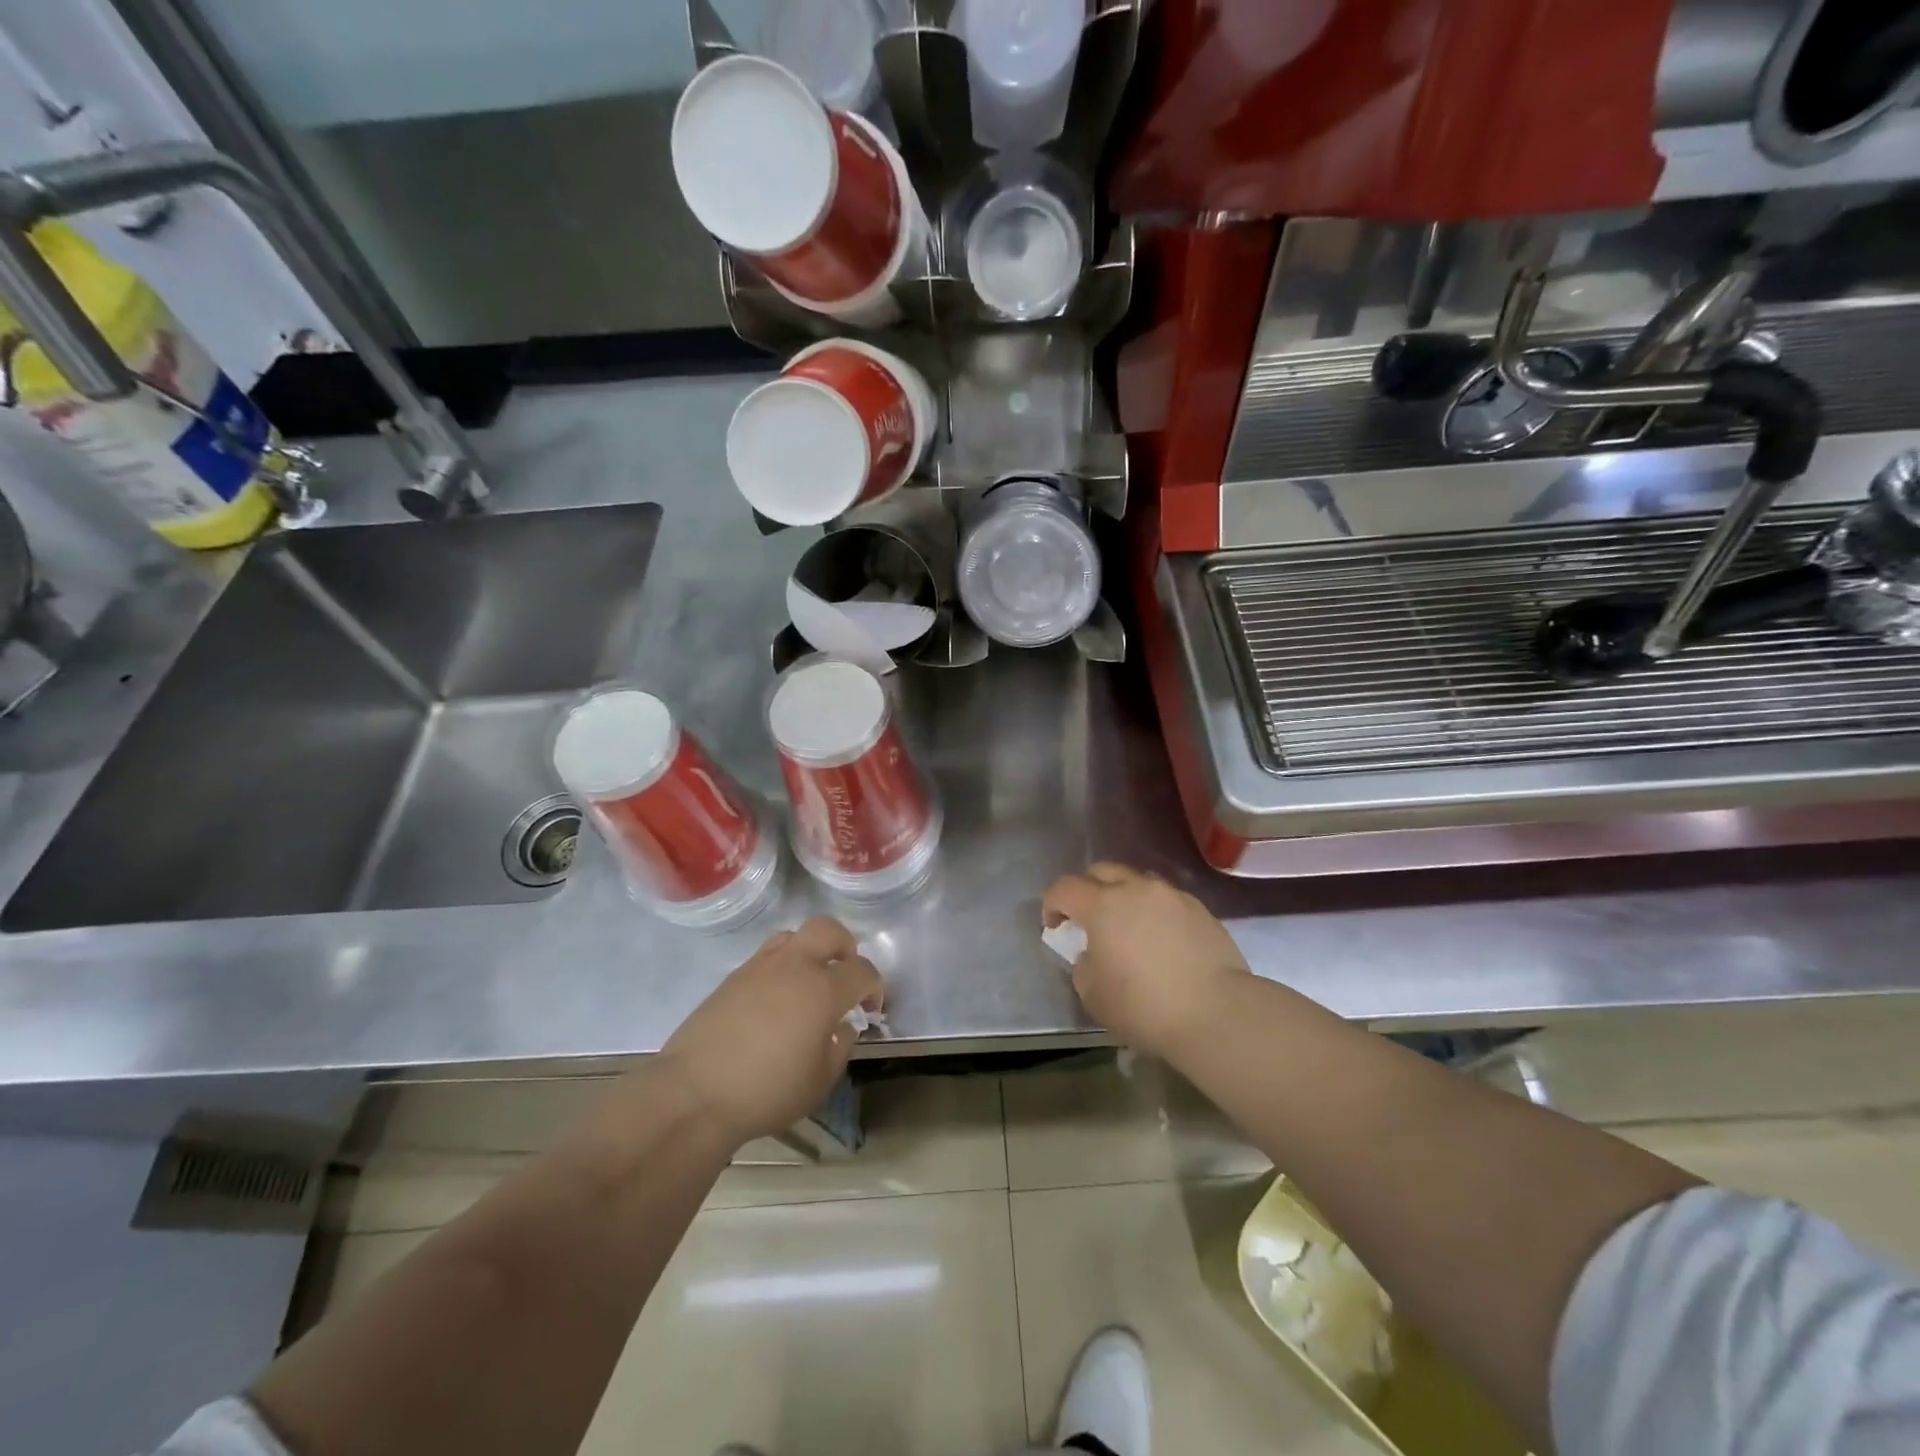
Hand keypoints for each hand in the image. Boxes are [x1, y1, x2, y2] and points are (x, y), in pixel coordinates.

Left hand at [661, 917, 882, 1146]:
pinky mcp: (732, 978)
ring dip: (809, 952)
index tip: (870, 1009)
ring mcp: (759, 967)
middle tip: (844, 973)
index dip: (874, 986)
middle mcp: (794, 967)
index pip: (862, 970)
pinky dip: (781, 968)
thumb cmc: (767, 1092)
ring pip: (793, 936)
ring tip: (807, 984)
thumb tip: (841, 1027)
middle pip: (828, 930)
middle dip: (845, 946)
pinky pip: (766, 957)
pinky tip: (775, 1001)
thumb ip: (839, 1047)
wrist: (695, 1093)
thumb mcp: (819, 1082)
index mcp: (823, 990)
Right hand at [1043, 862, 1250, 1058]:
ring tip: (1128, 927)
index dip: (1052, 904)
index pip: (1064, 888)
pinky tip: (1161, 939)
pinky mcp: (1200, 909)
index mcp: (1103, 905)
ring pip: (1137, 881)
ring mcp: (1172, 896)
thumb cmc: (1144, 1006)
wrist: (1217, 1013)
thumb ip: (1083, 964)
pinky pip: (1166, 899)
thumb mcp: (1093, 994)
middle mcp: (1136, 888)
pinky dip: (1154, 910)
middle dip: (1087, 890)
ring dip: (1123, 896)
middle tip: (1088, 920)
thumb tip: (1092, 953)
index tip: (1054, 927)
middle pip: (1101, 871)